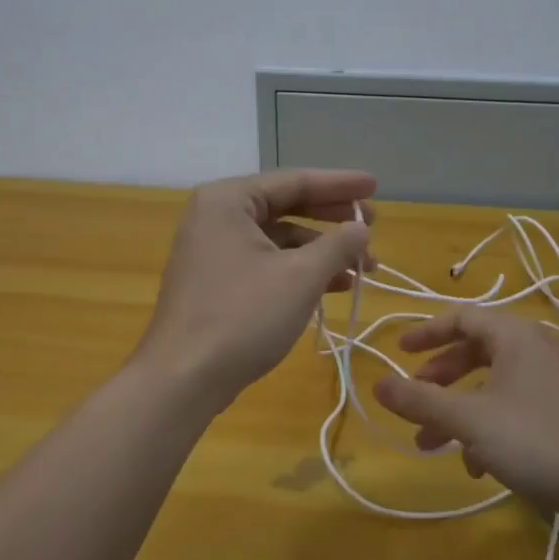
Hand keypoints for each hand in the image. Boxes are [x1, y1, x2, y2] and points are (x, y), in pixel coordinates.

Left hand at [134, 169, 375, 405]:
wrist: (183, 378)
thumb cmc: (243, 316)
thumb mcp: (301, 277)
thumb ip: (337, 245)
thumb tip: (361, 228)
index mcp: (228, 200)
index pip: (294, 181)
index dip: (340, 184)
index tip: (375, 186)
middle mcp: (216, 217)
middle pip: (286, 206)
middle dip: (333, 219)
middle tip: (373, 225)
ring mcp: (213, 251)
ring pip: (278, 240)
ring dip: (322, 251)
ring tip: (364, 267)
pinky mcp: (216, 282)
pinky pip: (266, 263)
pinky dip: (299, 271)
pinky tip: (333, 287)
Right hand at [373, 308, 558, 531]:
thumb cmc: (538, 441)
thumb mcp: (470, 420)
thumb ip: (421, 401)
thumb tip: (376, 384)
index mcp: (517, 337)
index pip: (463, 317)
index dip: (426, 332)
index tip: (398, 352)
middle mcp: (538, 351)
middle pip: (477, 352)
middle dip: (440, 378)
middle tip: (415, 399)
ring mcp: (556, 384)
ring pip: (494, 387)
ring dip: (459, 411)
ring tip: (432, 445)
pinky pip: (516, 410)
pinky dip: (489, 429)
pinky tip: (477, 465)